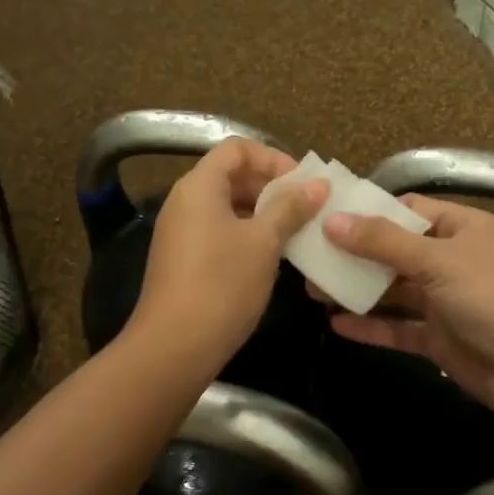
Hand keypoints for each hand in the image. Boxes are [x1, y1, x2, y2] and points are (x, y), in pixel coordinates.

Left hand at [128, 139, 328, 369]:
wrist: (175, 346)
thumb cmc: (222, 284)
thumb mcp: (264, 242)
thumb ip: (291, 207)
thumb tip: (318, 184)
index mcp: (199, 186)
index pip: (236, 148)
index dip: (272, 158)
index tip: (301, 183)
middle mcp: (184, 201)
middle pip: (230, 175)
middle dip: (270, 186)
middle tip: (305, 208)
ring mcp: (180, 232)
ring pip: (226, 206)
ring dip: (262, 213)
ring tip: (295, 232)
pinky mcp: (183, 260)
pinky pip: (218, 231)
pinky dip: (246, 234)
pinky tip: (271, 257)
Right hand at [319, 196, 493, 425]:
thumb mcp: (437, 259)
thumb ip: (382, 242)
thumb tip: (332, 220)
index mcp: (462, 228)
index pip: (409, 210)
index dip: (369, 211)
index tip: (326, 215)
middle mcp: (454, 260)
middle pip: (396, 251)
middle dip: (355, 254)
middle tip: (309, 257)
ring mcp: (448, 302)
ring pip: (395, 291)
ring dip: (358, 290)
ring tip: (312, 289)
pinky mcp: (442, 339)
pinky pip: (400, 328)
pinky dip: (372, 326)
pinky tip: (337, 324)